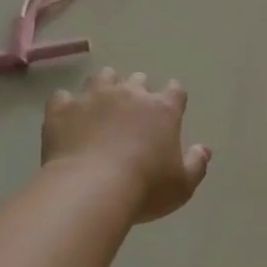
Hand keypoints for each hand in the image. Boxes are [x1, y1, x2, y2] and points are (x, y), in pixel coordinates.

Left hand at [42, 69, 211, 223]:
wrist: (91, 189)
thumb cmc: (145, 188)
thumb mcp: (182, 185)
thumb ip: (196, 164)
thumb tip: (204, 149)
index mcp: (162, 109)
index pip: (175, 91)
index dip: (173, 97)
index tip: (171, 108)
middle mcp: (129, 94)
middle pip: (137, 79)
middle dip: (137, 91)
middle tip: (132, 113)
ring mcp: (93, 97)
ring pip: (102, 78)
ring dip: (104, 88)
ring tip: (100, 107)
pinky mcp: (62, 108)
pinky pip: (63, 97)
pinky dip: (67, 106)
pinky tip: (67, 120)